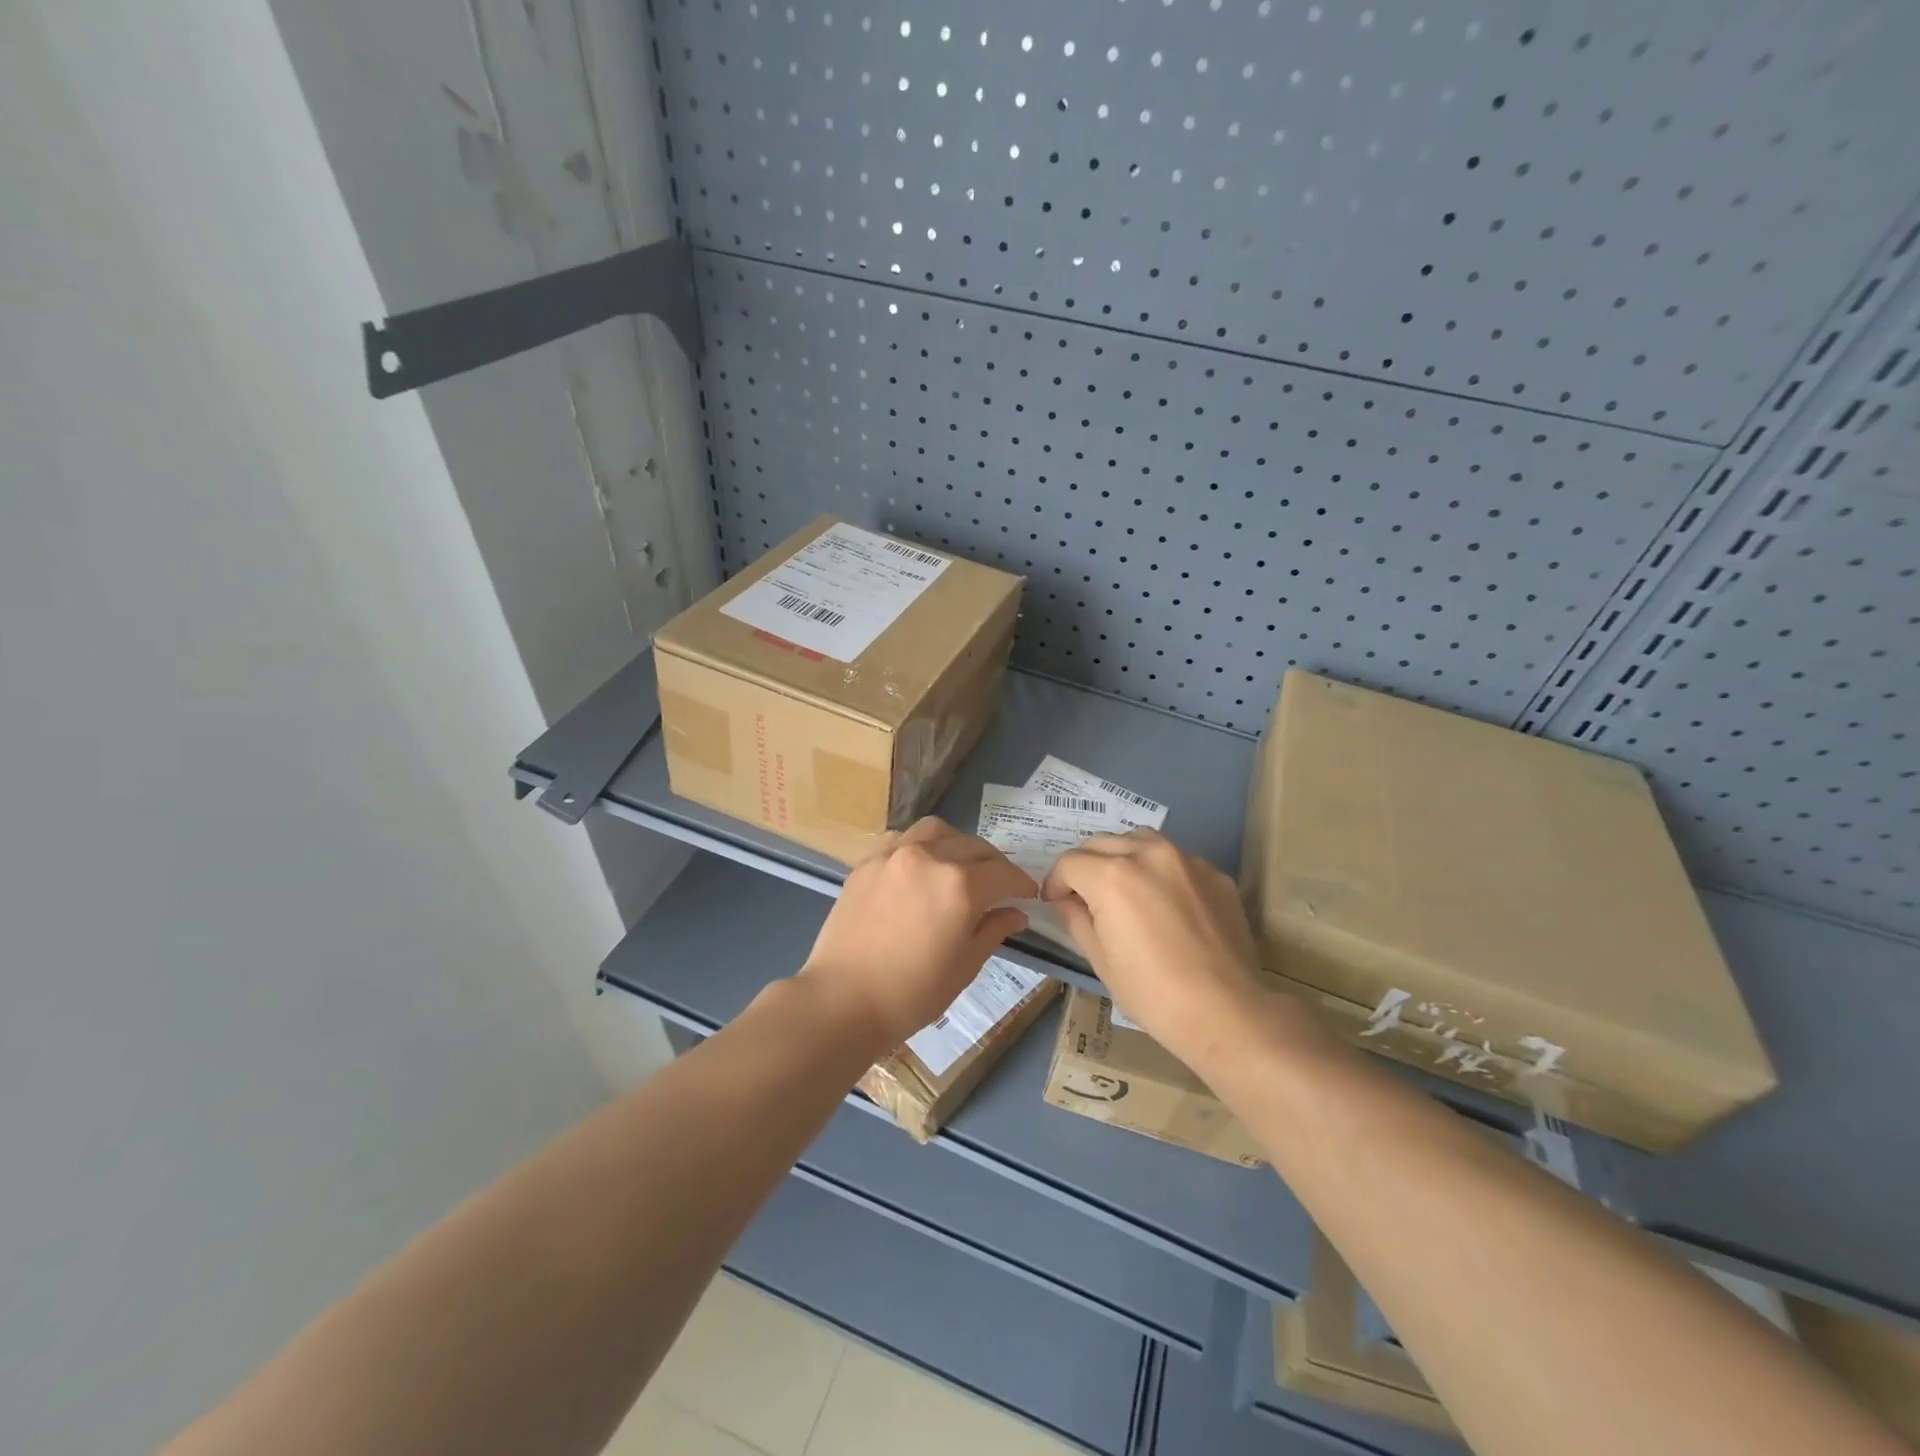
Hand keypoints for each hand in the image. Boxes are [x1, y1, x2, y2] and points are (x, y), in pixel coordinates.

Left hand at [801, 817, 1036, 1047]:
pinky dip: (922, 845)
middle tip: (998, 886)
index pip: (1004, 873)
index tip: (1027, 895)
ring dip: (958, 844)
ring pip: (938, 831)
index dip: (1021, 883)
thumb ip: (993, 930)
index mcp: (960, 886)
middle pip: (975, 847)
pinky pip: (903, 838)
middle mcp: (930, 858)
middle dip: (994, 865)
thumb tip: (1016, 913)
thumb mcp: (964, 966)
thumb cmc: (911, 993)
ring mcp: (895, 854)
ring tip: (959, 867)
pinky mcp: (868, 861)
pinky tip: (921, 867)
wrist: (842, 1000)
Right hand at [1041, 830, 1269, 1066]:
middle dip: (1085, 866)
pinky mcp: (1214, 873)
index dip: (1055, 883)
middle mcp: (1147, 854)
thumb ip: (1077, 919)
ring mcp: (1186, 860)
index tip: (1055, 902)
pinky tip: (1165, 903)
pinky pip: (1175, 859)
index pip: (1069, 863)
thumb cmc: (1153, 994)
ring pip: (1139, 840)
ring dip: (1121, 856)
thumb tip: (1067, 901)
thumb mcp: (1101, 961)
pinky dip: (1159, 870)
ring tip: (1124, 888)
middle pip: (1101, 843)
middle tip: (1085, 897)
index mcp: (1112, 877)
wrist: (1227, 1012)